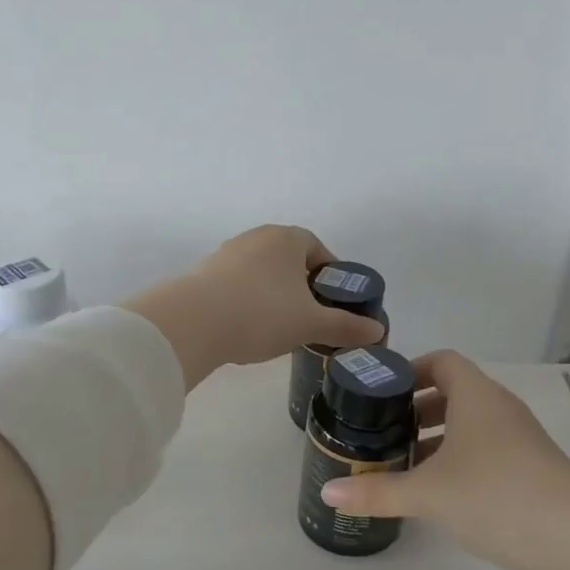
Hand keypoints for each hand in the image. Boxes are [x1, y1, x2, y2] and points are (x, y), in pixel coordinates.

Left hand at [125, 226, 385, 386]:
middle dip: (301, 286)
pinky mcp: (203, 273)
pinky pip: (236, 284)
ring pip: (262, 272)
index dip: (330, 277)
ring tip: (277, 327)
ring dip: (273, 294)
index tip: (332, 304)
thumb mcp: (311, 324)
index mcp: (288, 238)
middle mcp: (257, 237)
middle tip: (308, 318)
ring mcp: (227, 252)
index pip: (319, 250)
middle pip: (289, 260)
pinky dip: (247, 301)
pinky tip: (246, 327)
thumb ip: (346, 326)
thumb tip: (377, 332)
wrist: (193, 322)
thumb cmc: (262, 314)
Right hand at [319, 350, 569, 569]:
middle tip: (383, 432)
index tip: (382, 392)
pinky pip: (487, 454)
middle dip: (418, 410)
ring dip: (439, 440)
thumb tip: (328, 493)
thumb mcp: (428, 493)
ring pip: (472, 427)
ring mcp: (520, 442)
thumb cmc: (495, 495)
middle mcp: (500, 410)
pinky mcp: (531, 473)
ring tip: (403, 465)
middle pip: (455, 394)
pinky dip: (460, 463)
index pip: (443, 361)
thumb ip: (378, 491)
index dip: (412, 369)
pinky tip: (438, 495)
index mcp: (477, 396)